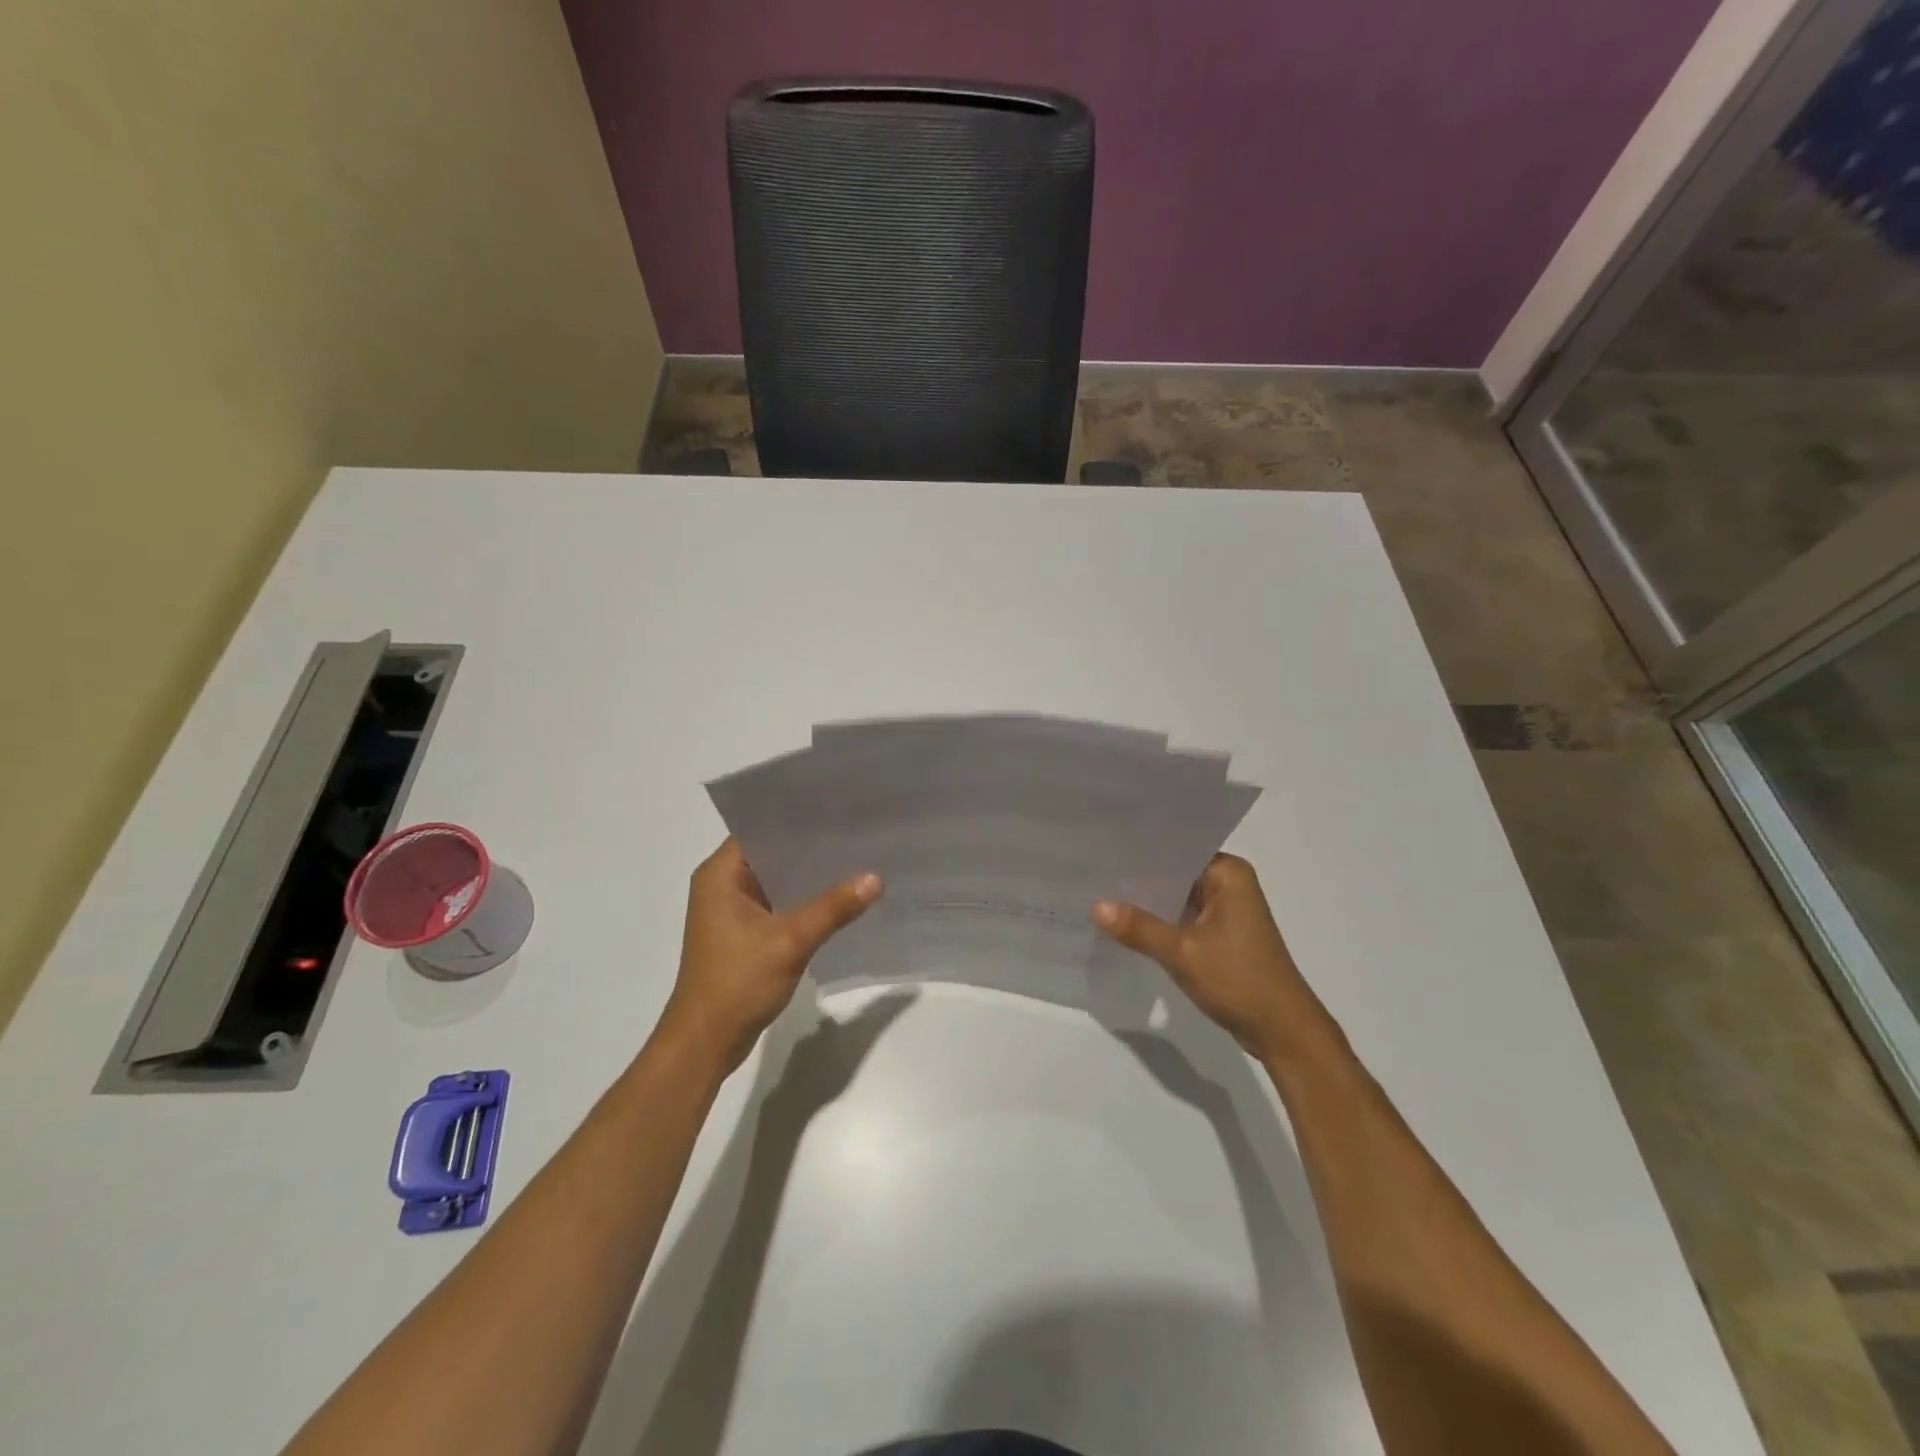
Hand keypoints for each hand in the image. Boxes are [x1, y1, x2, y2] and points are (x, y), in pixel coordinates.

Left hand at [659, 839, 881, 1073]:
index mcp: (720, 875)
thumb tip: (875, 877)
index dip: (798, 819)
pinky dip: (803, 902)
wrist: (705, 1044)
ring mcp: (731, 912)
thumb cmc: (736, 982)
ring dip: (809, 877)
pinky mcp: (743, 935)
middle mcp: (722, 885)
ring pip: (777, 881)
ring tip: (855, 860)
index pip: (761, 829)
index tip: (838, 812)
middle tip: (857, 834)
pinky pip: (779, 905)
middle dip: (811, 848)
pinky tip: (839, 899)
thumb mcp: (790, 941)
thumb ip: (833, 907)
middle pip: (772, 854)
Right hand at [1092, 853, 1332, 1062]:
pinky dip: (1159, 922)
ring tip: (1098, 893)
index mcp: (1228, 873)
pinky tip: (1124, 924)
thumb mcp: (1182, 953)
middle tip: (1092, 871)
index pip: (1175, 850)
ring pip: (1176, 897)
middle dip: (1138, 878)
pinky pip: (1182, 917)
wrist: (1283, 1032)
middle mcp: (1229, 883)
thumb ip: (1138, 928)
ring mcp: (1225, 910)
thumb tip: (1094, 905)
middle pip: (1174, 873)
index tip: (1102, 848)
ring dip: (1147, 902)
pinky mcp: (1220, 934)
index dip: (1139, 851)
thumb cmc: (1239, 980)